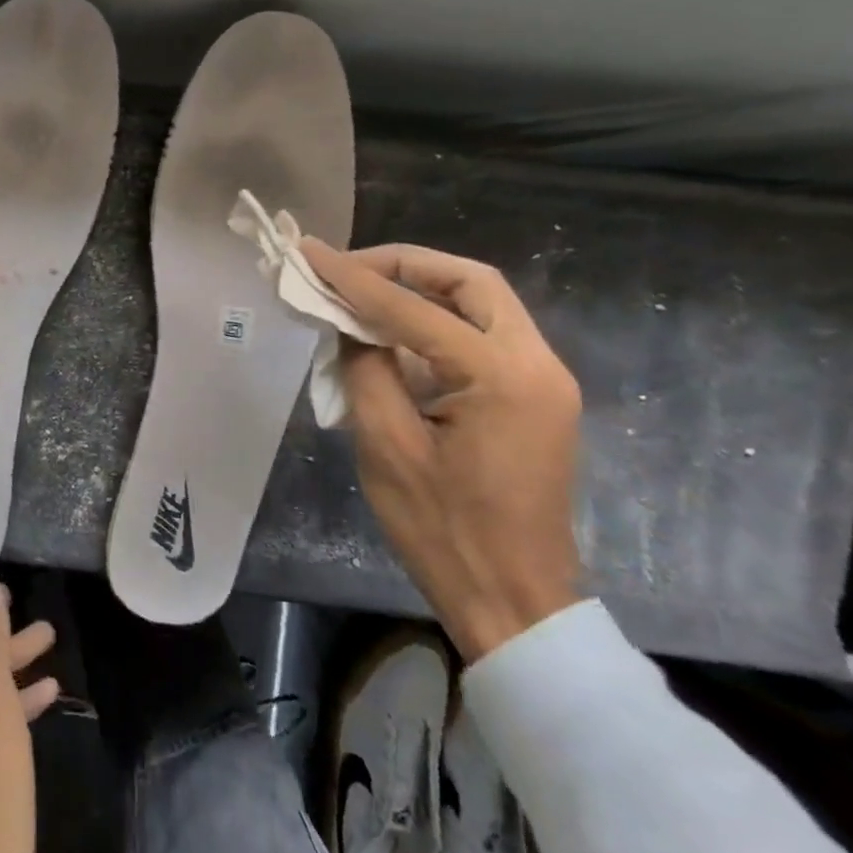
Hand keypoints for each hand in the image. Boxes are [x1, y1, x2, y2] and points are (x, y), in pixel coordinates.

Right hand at [301, 240, 583, 661]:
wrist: (513, 600)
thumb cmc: (443, 529)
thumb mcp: (386, 445)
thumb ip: (366, 368)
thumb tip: (348, 323)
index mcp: (501, 377)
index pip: (415, 308)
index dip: (354, 277)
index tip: (309, 252)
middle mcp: (536, 365)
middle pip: (471, 282)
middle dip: (404, 265)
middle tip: (348, 269)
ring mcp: (543, 381)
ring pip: (482, 304)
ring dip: (421, 290)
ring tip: (361, 294)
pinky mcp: (535, 399)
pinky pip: (483, 337)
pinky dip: (436, 322)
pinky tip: (392, 336)